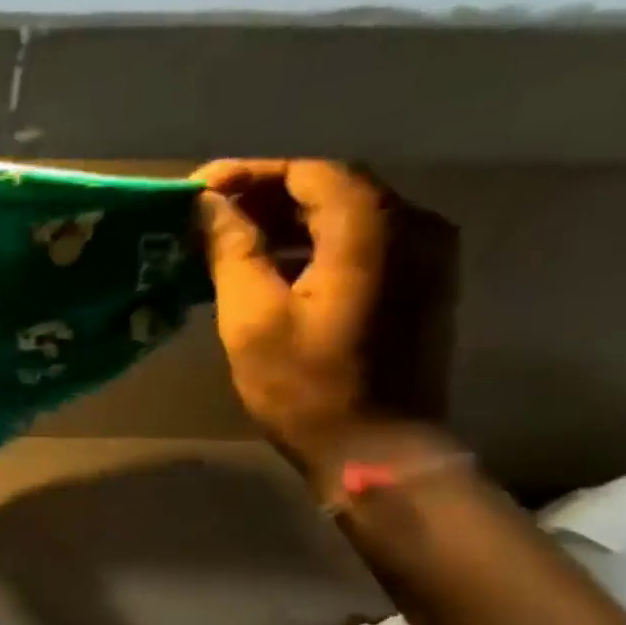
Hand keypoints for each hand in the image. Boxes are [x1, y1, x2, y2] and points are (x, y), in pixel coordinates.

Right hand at [191, 159, 455, 480]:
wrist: (378, 452)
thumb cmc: (307, 387)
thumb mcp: (252, 317)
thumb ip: (232, 250)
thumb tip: (209, 205)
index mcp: (371, 228)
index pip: (306, 172)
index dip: (248, 174)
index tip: (198, 191)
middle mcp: (414, 225)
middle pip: (332, 188)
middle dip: (266, 196)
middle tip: (209, 215)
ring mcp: (428, 256)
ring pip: (349, 216)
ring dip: (290, 221)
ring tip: (232, 241)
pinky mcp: (424, 285)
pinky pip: (366, 243)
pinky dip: (318, 245)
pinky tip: (275, 267)